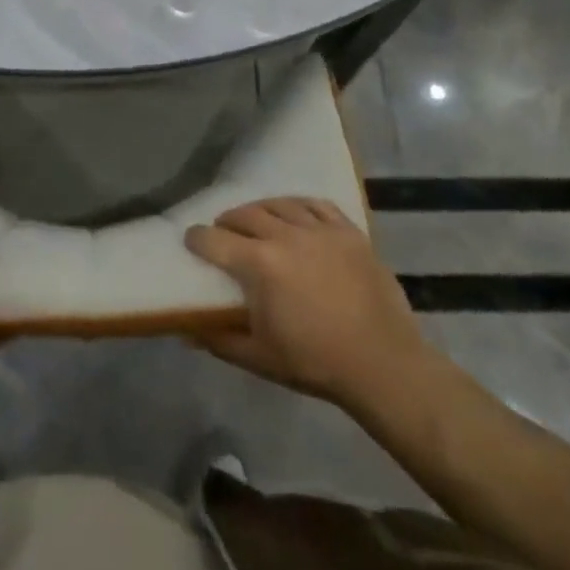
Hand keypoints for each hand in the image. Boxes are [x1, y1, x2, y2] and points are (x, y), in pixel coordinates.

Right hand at [185, 197, 429, 408]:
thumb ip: (219, 340)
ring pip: (279, 204)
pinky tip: (294, 213)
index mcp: (260, 264)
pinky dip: (298, 205)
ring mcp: (319, 229)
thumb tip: (186, 329)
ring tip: (256, 221)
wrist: (383, 364)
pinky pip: (315, 204)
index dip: (197, 239)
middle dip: (227, 221)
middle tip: (223, 232)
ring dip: (260, 210)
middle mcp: (285, 235)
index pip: (214, 240)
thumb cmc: (316, 363)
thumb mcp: (260, 358)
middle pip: (245, 214)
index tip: (191, 241)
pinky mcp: (347, 230)